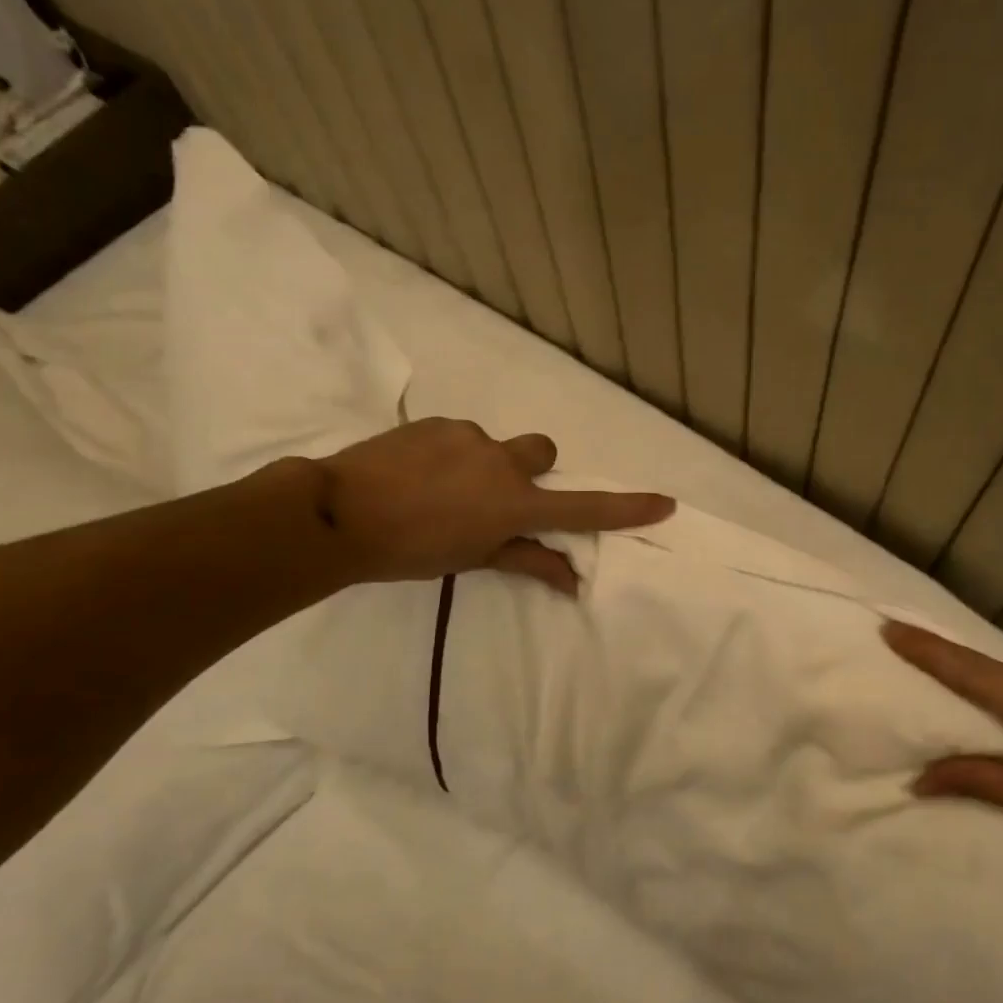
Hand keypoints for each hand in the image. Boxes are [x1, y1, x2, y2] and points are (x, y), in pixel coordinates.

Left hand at [318, 419, 672, 593]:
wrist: (338, 512)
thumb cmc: (411, 551)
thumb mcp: (473, 560)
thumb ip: (526, 560)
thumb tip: (572, 580)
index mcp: (516, 503)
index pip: (585, 509)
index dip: (627, 509)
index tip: (664, 503)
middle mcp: (503, 462)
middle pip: (542, 454)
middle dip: (531, 472)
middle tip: (495, 498)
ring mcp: (469, 436)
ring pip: (494, 447)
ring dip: (481, 466)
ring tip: (439, 492)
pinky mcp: (436, 423)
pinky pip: (458, 438)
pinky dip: (449, 456)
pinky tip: (416, 476)